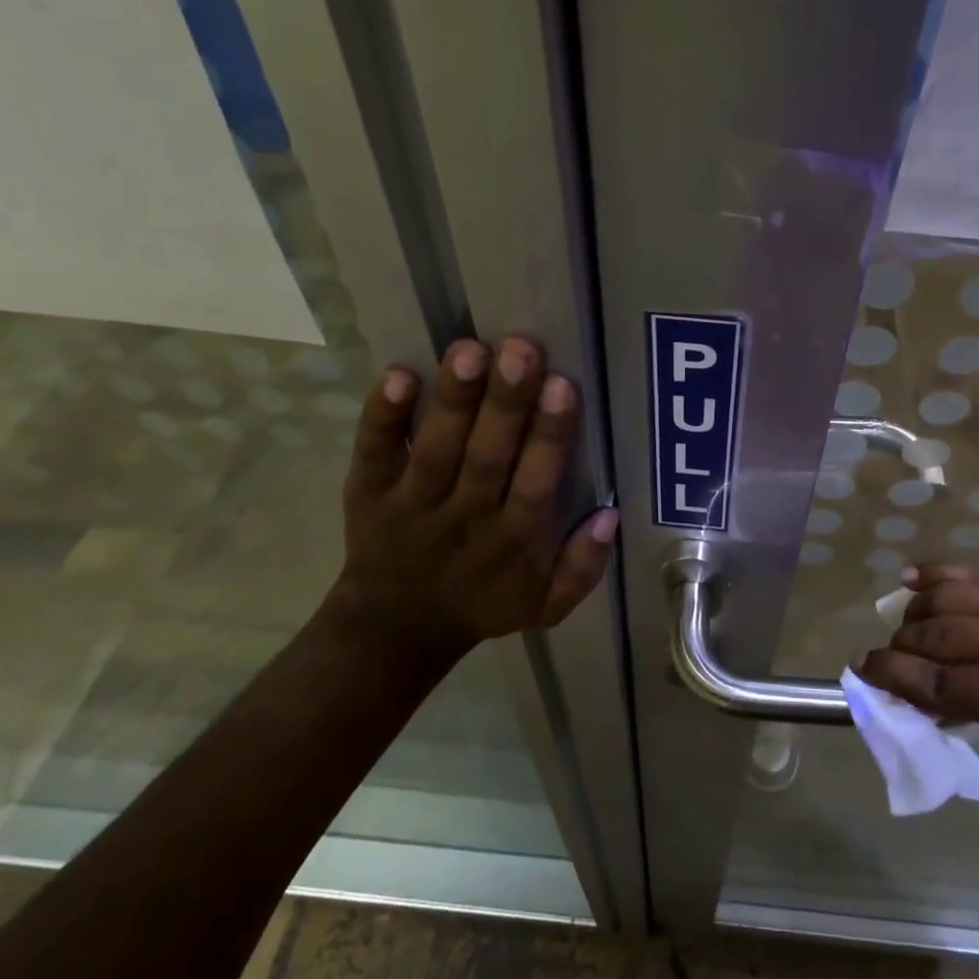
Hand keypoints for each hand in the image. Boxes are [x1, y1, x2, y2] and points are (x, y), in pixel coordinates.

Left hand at [327, 336, 617, 665]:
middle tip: (520, 349)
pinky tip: (398, 374)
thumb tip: (610, 515)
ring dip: (453, 400)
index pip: (535, 485)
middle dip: (505, 403)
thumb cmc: (483, 603)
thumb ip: (584, 566)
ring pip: (435, 448)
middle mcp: (464, 519)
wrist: (395, 628)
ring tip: (469, 350)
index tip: (562, 385)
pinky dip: (382, 416)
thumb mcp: (547, 605)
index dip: (548, 436)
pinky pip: (373, 452)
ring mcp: (412, 504)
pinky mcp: (368, 493)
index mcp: (513, 543)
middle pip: (487, 457)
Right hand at [855, 564, 978, 826]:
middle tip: (886, 654)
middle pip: (937, 630)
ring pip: (955, 592)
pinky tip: (922, 577)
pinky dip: (948, 576)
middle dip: (900, 643)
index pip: (934, 679)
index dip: (890, 675)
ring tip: (905, 619)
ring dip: (919, 607)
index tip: (861, 670)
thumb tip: (943, 692)